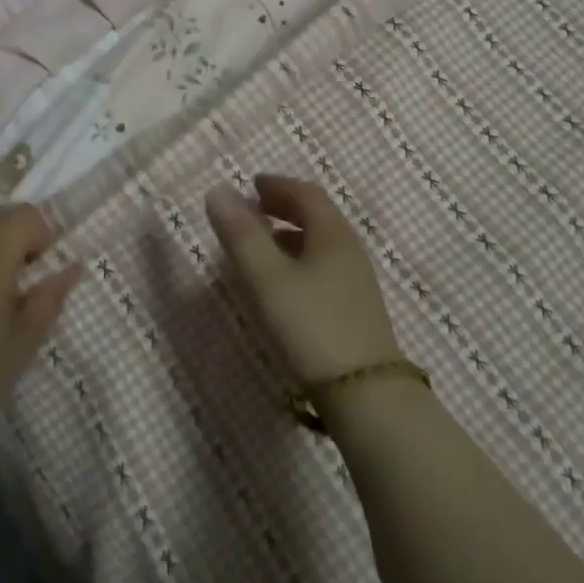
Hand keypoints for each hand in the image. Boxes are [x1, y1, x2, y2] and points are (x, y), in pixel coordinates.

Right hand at [205, 175, 401, 385]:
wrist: (366, 397)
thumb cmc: (311, 326)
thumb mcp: (266, 278)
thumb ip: (240, 234)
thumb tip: (217, 190)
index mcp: (332, 233)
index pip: (306, 193)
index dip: (278, 185)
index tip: (252, 185)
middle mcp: (349, 249)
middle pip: (318, 215)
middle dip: (285, 206)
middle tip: (254, 208)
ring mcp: (356, 282)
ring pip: (321, 243)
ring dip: (292, 233)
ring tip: (263, 244)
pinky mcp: (356, 310)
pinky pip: (324, 266)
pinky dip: (300, 259)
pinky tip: (285, 284)